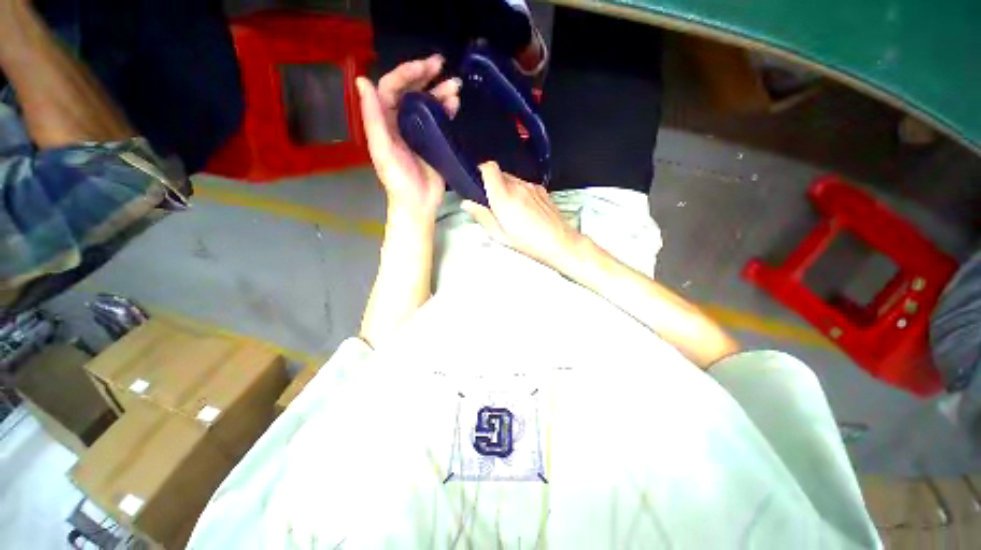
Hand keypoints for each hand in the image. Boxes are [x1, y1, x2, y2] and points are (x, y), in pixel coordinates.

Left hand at [356, 56, 460, 216]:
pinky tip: (455, 105)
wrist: (418, 204)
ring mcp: (419, 131)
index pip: (392, 87)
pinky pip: (440, 120)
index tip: (426, 66)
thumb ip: (372, 118)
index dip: (407, 73)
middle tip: (442, 65)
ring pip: (428, 104)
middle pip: (411, 91)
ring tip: (456, 87)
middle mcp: (401, 121)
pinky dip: (447, 109)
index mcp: (385, 121)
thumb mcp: (382, 151)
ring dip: (440, 91)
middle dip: (425, 75)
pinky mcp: (434, 142)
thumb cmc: (399, 181)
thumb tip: (363, 81)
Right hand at [462, 162, 585, 271]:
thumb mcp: (499, 235)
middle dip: (493, 185)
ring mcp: (531, 187)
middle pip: (500, 173)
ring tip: (510, 210)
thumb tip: (467, 204)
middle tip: (493, 203)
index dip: (480, 171)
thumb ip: (482, 216)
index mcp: (504, 197)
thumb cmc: (530, 242)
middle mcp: (518, 187)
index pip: (489, 168)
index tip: (478, 181)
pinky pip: (524, 185)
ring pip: (512, 179)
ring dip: (507, 189)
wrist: (559, 242)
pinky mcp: (541, 190)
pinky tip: (523, 210)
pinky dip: (519, 192)